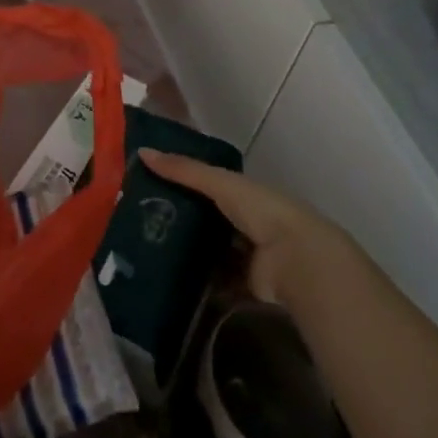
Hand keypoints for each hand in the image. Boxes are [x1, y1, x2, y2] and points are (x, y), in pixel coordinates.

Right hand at [140, 149, 342, 306]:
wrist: (296, 259)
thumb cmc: (260, 210)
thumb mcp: (219, 182)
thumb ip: (183, 169)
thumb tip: (142, 152)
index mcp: (244, 194)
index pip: (207, 185)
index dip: (181, 184)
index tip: (148, 186)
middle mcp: (247, 223)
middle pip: (208, 220)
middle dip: (181, 221)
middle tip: (141, 223)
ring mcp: (248, 257)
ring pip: (211, 253)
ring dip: (188, 255)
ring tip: (148, 253)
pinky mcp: (246, 286)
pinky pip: (217, 284)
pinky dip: (199, 284)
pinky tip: (170, 282)